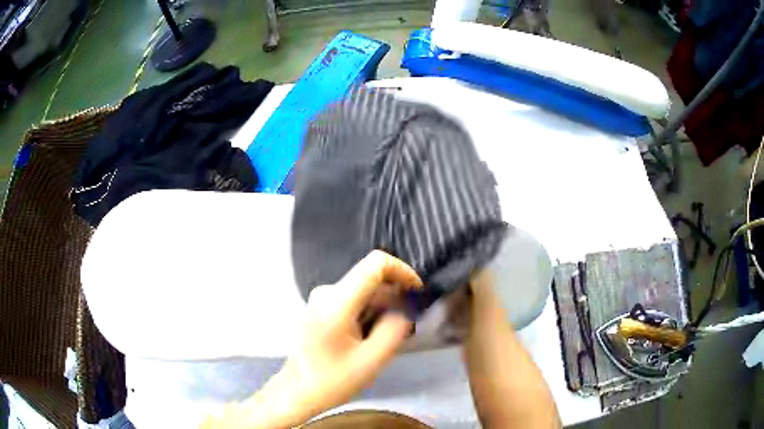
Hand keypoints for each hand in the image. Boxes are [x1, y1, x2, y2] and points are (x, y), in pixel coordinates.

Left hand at [203, 250, 421, 427]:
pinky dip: (369, 313)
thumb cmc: (332, 381)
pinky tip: (369, 339)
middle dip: (394, 299)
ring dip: (382, 309)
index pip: (376, 264)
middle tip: (405, 328)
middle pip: (371, 280)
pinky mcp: (321, 307)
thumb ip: (394, 330)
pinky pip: (353, 300)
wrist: (297, 391)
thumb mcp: (371, 361)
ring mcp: (321, 299)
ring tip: (385, 340)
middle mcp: (327, 292)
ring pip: (364, 291)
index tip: (417, 293)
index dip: (402, 271)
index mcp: (337, 302)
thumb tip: (405, 310)